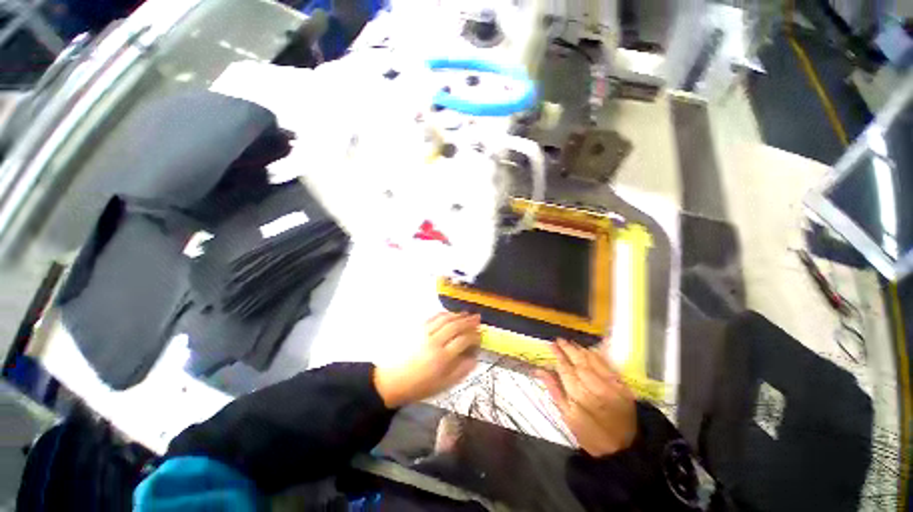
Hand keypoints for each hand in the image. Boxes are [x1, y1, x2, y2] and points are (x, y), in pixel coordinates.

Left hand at [374, 312, 481, 407]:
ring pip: (445, 319)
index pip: (463, 341)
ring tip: (467, 314)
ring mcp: (425, 333)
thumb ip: (461, 371)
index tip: (480, 335)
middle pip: (455, 326)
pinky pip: (433, 317)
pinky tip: (450, 315)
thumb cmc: (419, 386)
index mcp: (442, 358)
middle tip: (477, 318)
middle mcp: (435, 342)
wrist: (392, 381)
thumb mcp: (443, 385)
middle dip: (468, 321)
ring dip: (458, 315)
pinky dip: (444, 314)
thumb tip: (474, 358)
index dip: (474, 336)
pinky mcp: (417, 329)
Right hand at [539, 339, 636, 456]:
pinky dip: (596, 356)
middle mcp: (596, 388)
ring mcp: (612, 386)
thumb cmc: (590, 435)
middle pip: (579, 362)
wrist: (623, 450)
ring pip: (593, 361)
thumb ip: (554, 390)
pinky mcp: (623, 386)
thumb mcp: (567, 417)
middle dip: (568, 349)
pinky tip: (588, 351)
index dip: (558, 356)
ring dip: (580, 350)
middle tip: (559, 340)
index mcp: (579, 397)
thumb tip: (539, 370)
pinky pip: (607, 365)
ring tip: (570, 343)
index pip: (565, 369)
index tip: (551, 345)